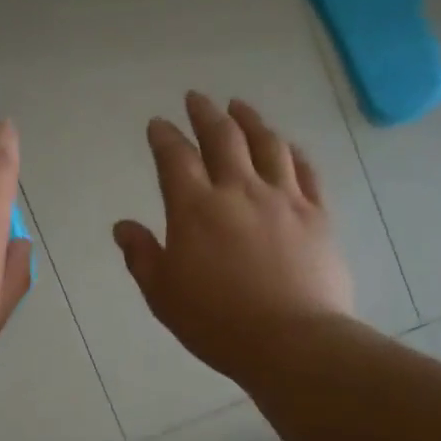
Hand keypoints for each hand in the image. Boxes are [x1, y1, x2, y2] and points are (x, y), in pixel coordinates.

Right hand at [113, 93, 353, 380]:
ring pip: (267, 144)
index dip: (164, 136)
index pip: (175, 158)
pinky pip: (306, 170)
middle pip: (223, 138)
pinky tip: (287, 145)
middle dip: (206, 114)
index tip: (158, 124)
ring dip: (251, 120)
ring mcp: (283, 199)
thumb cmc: (217, 322)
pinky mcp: (317, 214)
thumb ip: (142, 255)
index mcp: (195, 209)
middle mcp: (239, 191)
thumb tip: (123, 227)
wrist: (292, 342)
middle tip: (197, 98)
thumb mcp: (163, 295)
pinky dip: (292, 151)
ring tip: (240, 106)